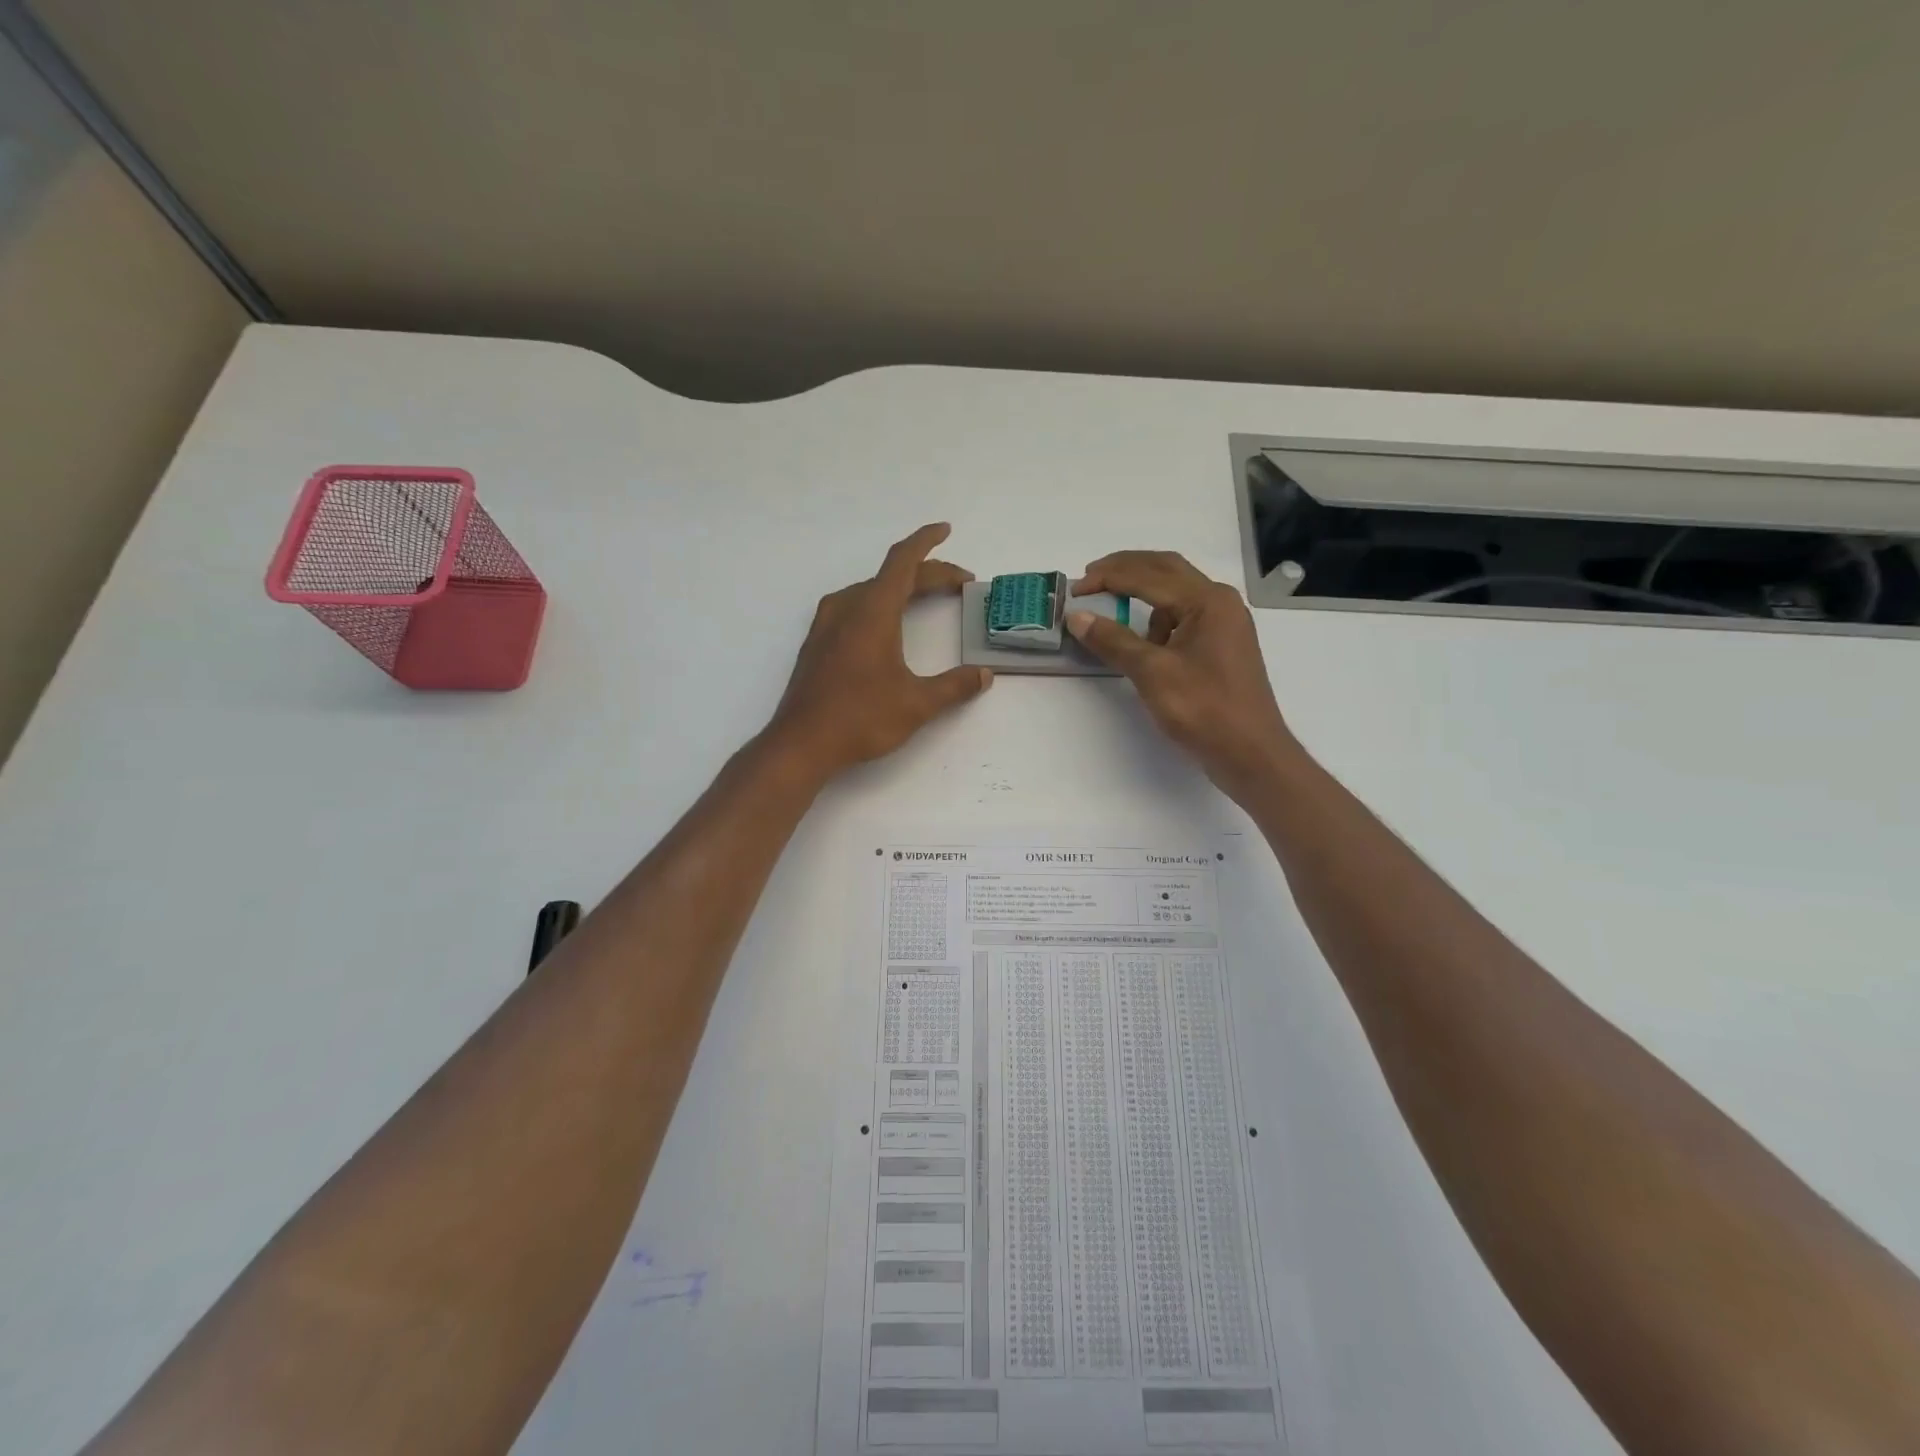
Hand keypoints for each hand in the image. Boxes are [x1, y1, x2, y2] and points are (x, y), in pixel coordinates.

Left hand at [766, 523, 993, 777]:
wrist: (800, 744)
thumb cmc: (860, 718)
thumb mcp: (917, 704)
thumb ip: (954, 686)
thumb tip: (984, 675)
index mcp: (872, 611)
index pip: (903, 561)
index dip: (926, 542)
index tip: (945, 529)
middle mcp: (847, 608)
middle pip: (891, 576)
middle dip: (928, 575)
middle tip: (959, 583)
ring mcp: (826, 624)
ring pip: (870, 590)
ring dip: (901, 588)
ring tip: (925, 597)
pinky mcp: (817, 643)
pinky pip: (854, 606)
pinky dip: (879, 603)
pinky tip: (886, 624)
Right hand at [1067, 551, 1294, 800]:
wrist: (1250, 753)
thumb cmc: (1204, 709)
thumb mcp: (1152, 673)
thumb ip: (1113, 640)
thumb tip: (1077, 617)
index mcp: (1208, 600)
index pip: (1148, 575)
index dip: (1108, 577)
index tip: (1074, 588)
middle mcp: (1220, 602)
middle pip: (1166, 570)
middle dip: (1126, 570)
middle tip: (1090, 578)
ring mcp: (1224, 624)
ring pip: (1176, 592)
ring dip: (1142, 593)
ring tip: (1112, 609)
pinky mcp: (1221, 646)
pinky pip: (1183, 617)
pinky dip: (1158, 619)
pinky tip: (1143, 641)